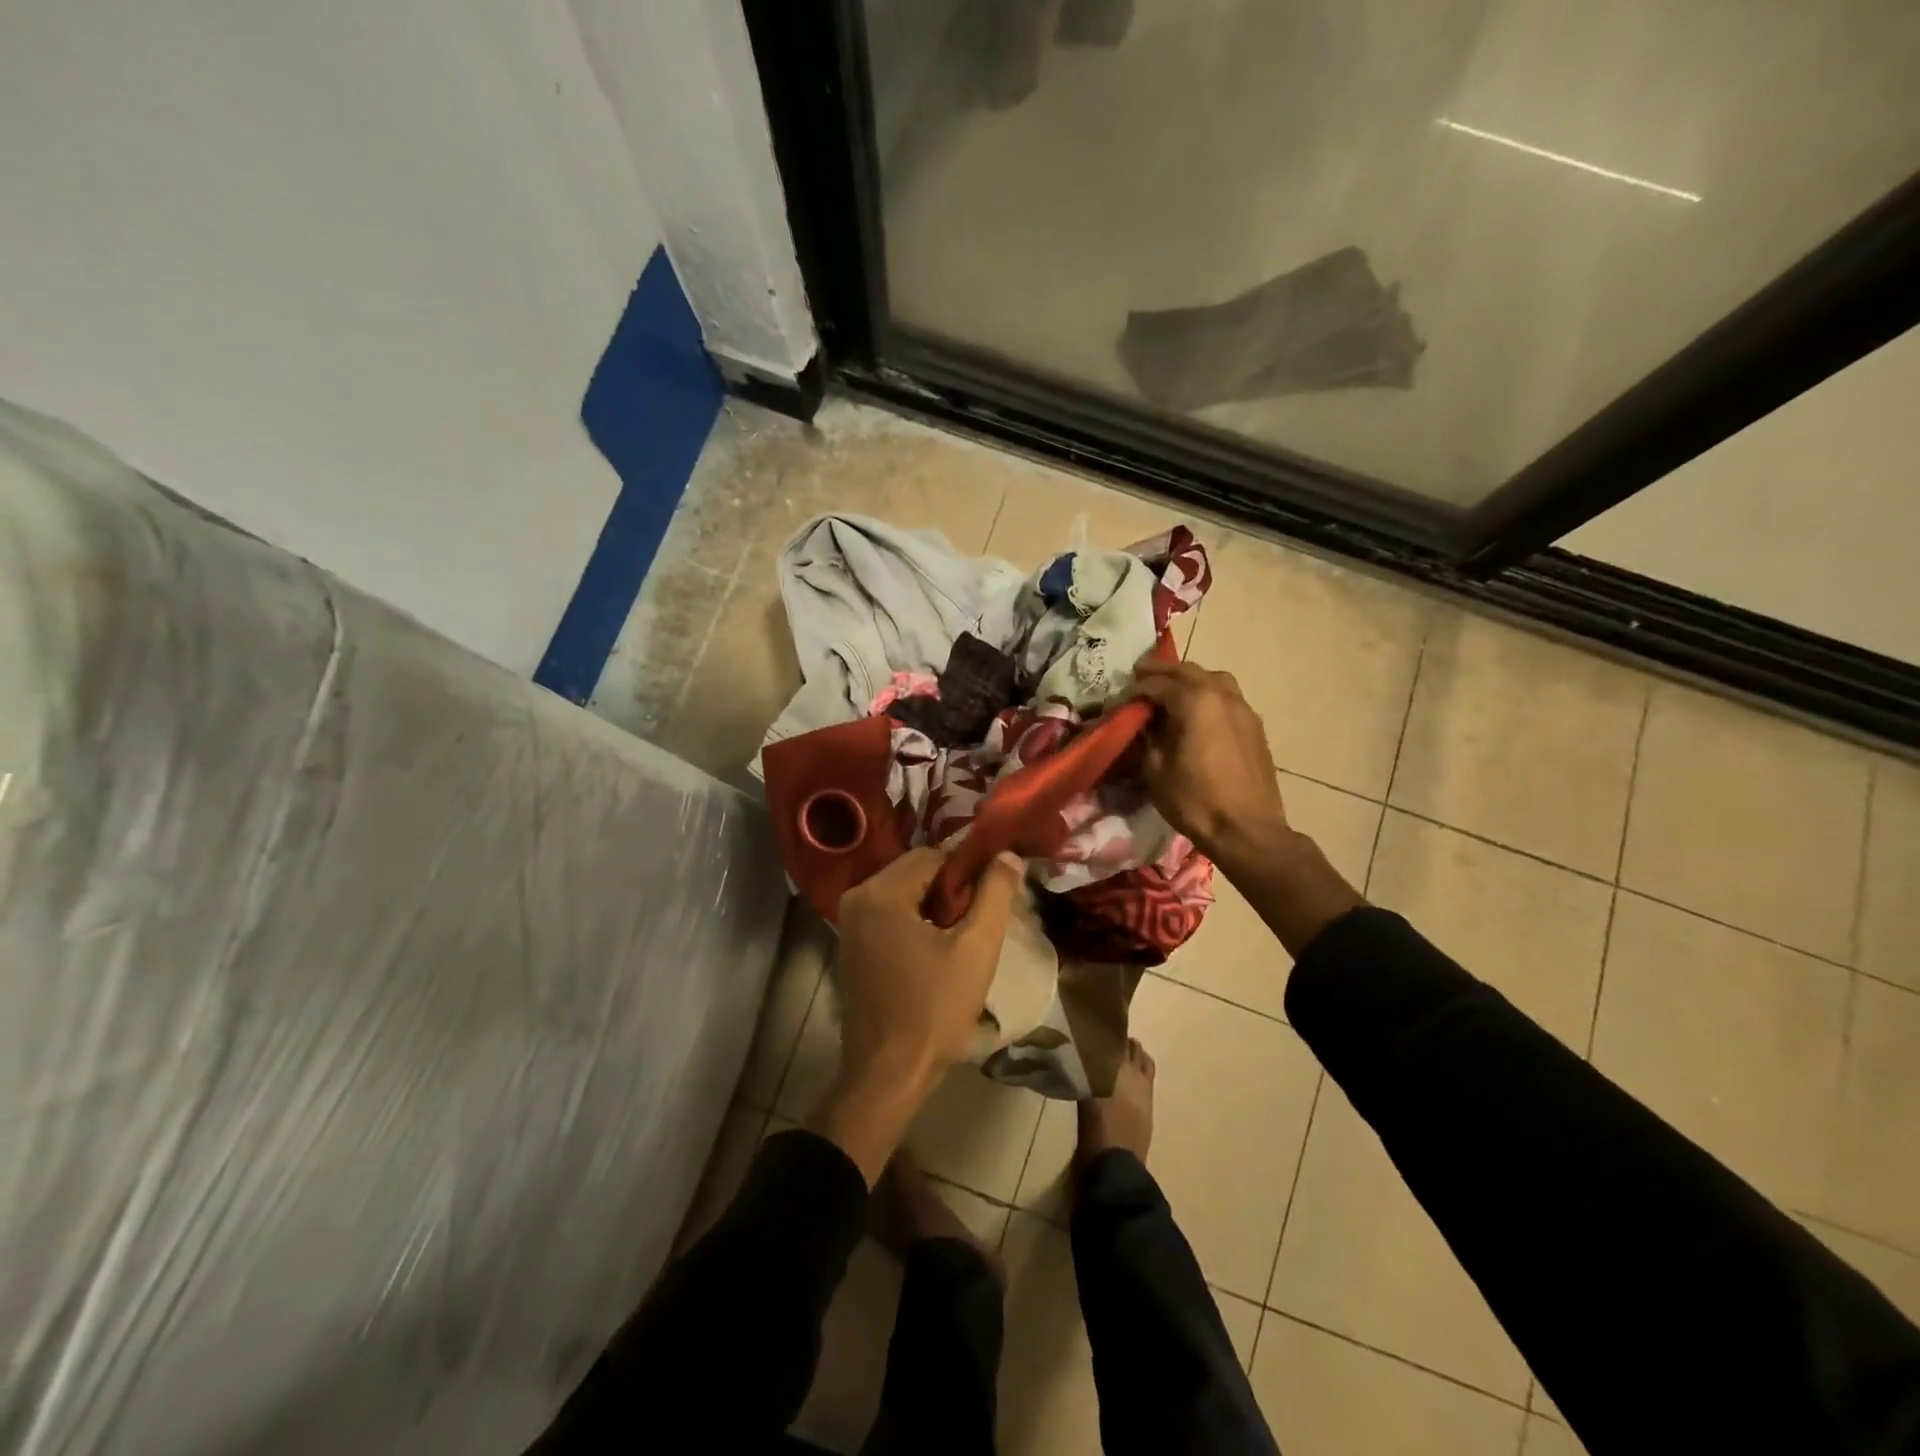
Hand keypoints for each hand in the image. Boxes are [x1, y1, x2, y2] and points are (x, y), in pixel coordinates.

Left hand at [813, 846, 1021, 1182]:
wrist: (888, 1074)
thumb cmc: (934, 1009)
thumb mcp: (976, 949)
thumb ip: (995, 894)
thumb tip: (1006, 854)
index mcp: (880, 892)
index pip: (933, 855)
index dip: (967, 873)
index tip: (989, 901)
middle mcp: (857, 898)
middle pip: (917, 873)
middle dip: (951, 891)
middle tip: (978, 924)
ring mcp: (850, 923)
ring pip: (906, 894)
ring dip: (936, 908)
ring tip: (962, 941)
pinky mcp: (853, 945)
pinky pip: (892, 915)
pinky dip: (917, 923)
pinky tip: (937, 953)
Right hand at [1130, 656, 1287, 857]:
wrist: (1247, 830)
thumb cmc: (1195, 801)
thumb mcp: (1155, 770)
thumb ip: (1148, 739)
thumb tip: (1145, 726)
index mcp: (1195, 702)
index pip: (1156, 684)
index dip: (1132, 691)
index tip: (1117, 702)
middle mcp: (1222, 696)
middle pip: (1187, 671)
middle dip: (1161, 672)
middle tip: (1139, 676)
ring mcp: (1243, 709)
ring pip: (1213, 679)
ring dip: (1189, 679)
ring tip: (1172, 690)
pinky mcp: (1254, 726)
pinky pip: (1227, 698)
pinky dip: (1208, 695)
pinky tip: (1198, 713)